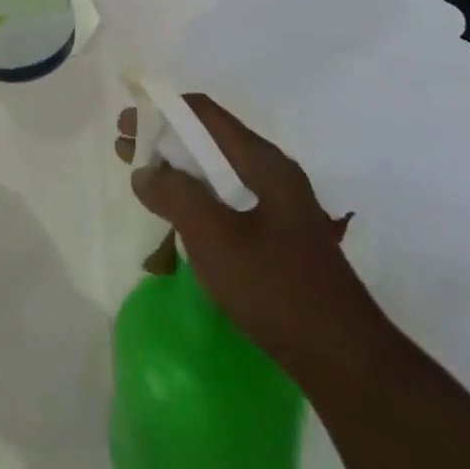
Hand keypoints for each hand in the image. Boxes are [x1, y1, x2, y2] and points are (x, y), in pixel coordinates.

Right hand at [114, 93, 377, 370]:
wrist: (343, 358)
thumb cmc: (276, 288)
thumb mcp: (215, 238)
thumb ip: (175, 196)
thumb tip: (145, 170)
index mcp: (262, 162)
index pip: (204, 113)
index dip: (161, 110)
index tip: (126, 123)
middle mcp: (272, 172)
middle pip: (209, 139)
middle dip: (164, 141)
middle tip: (125, 151)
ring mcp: (278, 204)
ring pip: (218, 172)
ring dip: (178, 172)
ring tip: (143, 183)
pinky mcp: (277, 234)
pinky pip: (228, 200)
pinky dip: (197, 199)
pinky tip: (177, 220)